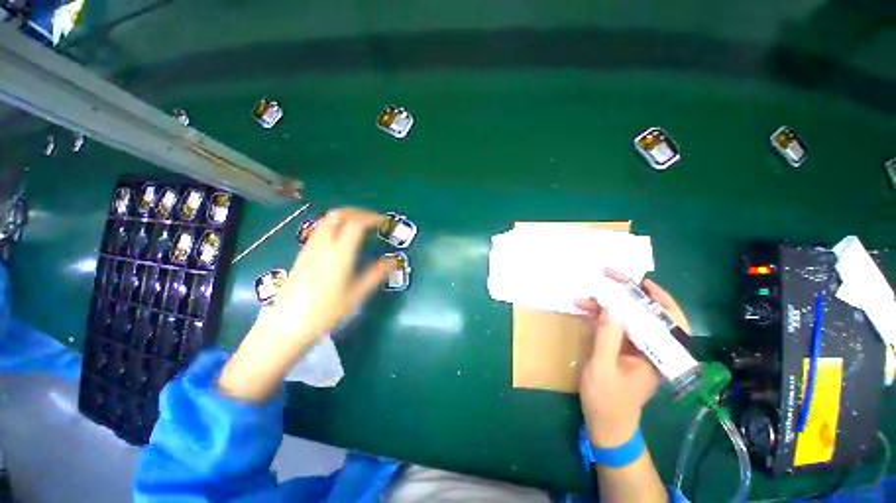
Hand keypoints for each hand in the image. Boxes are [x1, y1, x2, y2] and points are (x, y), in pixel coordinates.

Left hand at [219, 208, 392, 401]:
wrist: (288, 324)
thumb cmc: (327, 311)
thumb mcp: (357, 294)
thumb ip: (376, 274)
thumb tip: (392, 261)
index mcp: (339, 254)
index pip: (357, 224)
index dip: (373, 218)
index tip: (385, 222)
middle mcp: (323, 245)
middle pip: (339, 214)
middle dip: (359, 212)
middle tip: (374, 220)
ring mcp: (310, 247)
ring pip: (327, 219)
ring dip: (346, 216)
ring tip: (360, 225)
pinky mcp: (303, 253)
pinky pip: (320, 228)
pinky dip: (335, 223)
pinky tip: (342, 237)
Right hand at [575, 270, 689, 447]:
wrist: (607, 425)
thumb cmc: (608, 400)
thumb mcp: (603, 368)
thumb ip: (608, 337)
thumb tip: (612, 308)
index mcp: (658, 356)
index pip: (670, 322)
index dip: (660, 299)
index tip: (642, 282)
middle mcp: (653, 349)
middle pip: (647, 315)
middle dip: (627, 295)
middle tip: (606, 279)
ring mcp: (637, 349)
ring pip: (629, 319)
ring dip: (607, 306)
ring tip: (584, 298)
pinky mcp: (624, 350)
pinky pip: (617, 327)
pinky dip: (602, 316)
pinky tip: (586, 310)